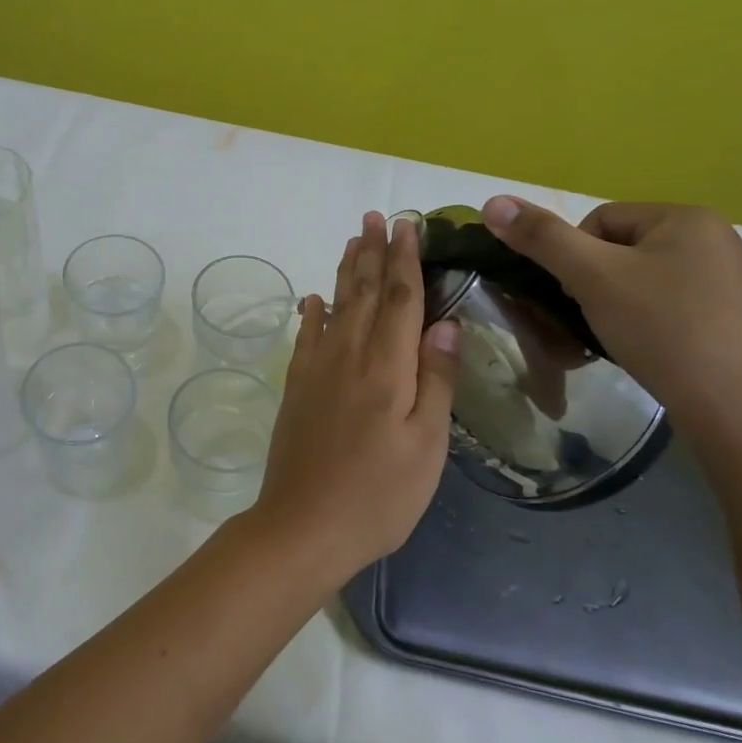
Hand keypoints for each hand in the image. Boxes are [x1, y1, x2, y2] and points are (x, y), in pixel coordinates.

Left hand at [251, 211, 460, 584]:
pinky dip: (312, 312)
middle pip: (363, 292)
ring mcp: (316, 370)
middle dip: (372, 251)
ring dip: (345, 270)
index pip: (399, 299)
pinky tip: (313, 299)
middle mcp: (348, 356)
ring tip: (352, 240)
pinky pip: (305, 337)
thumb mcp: (426, 447)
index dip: (405, 259)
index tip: (408, 225)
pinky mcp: (296, 387)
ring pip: (334, 306)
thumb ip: (435, 381)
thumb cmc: (378, 495)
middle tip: (375, 216)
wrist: (303, 526)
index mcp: (387, 368)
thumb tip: (445, 323)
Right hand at [479, 197, 741, 430]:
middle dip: (597, 284)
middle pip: (623, 250)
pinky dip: (652, 323)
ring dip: (620, 305)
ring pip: (647, 280)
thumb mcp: (591, 277)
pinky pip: (676, 306)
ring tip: (619, 338)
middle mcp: (719, 239)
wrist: (735, 408)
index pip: (600, 221)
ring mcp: (735, 280)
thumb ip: (541, 237)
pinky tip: (651, 350)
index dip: (574, 258)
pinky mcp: (740, 318)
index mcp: (688, 217)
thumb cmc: (661, 329)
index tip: (577, 296)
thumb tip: (492, 201)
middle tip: (593, 320)